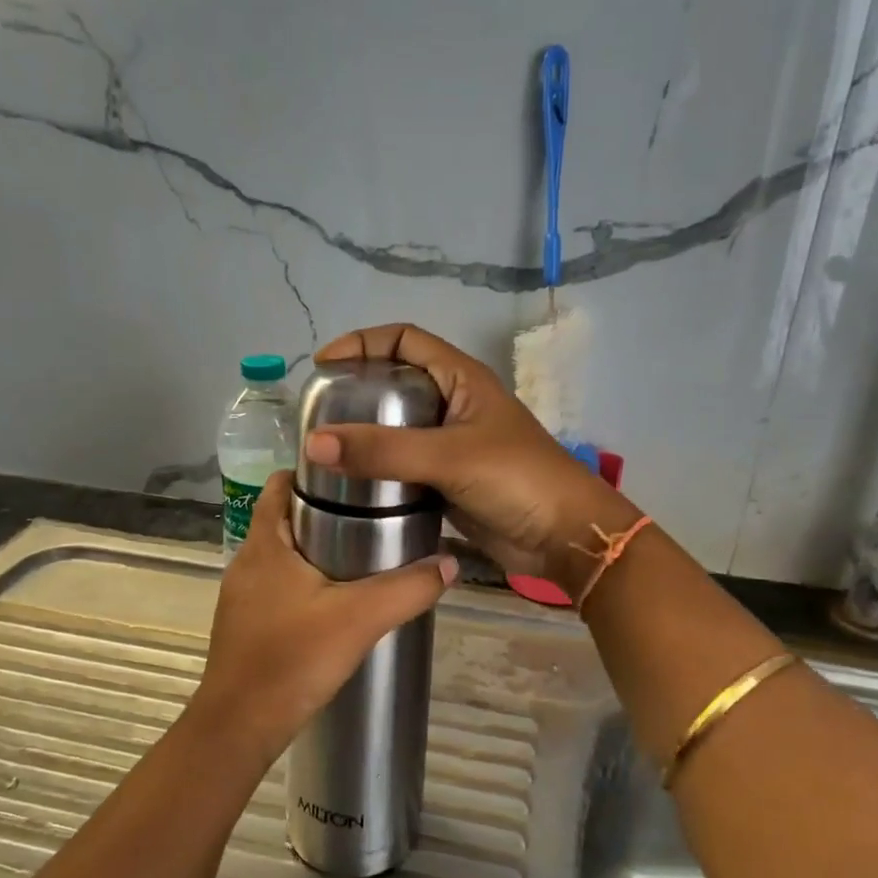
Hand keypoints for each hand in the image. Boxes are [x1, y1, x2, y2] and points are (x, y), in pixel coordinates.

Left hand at [194, 471, 457, 761]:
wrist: (240, 728)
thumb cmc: (292, 660)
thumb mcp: (360, 619)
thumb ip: (407, 589)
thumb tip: (450, 563)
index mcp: (265, 545)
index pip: (280, 485)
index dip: (313, 473)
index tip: (355, 476)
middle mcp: (247, 563)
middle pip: (285, 519)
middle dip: (325, 512)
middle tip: (374, 515)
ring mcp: (242, 597)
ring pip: (283, 556)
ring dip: (317, 550)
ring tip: (365, 555)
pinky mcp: (247, 625)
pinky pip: (279, 587)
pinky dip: (306, 583)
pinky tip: (338, 603)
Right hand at [304, 324, 634, 593]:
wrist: (564, 537)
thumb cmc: (516, 479)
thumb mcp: (449, 456)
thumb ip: (383, 450)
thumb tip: (313, 442)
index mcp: (462, 379)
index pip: (405, 340)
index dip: (363, 343)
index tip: (323, 365)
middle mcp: (455, 404)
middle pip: (397, 383)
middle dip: (358, 391)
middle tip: (317, 412)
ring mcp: (452, 445)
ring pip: (398, 429)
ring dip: (366, 436)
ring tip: (324, 449)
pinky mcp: (449, 482)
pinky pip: (405, 467)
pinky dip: (380, 471)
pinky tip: (351, 485)